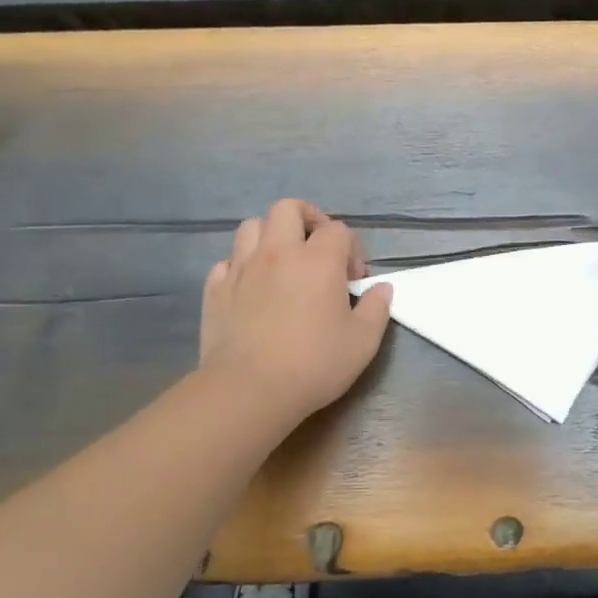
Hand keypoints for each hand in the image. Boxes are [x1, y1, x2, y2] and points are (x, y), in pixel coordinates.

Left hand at [199, 200, 392, 419]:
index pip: (338, 229)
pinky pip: (227, 261)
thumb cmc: (314, 364)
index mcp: (318, 260)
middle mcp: (278, 252)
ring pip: (252, 227)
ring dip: (270, 236)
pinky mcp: (215, 289)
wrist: (249, 389)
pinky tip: (252, 288)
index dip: (351, 249)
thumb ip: (376, 309)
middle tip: (317, 250)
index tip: (353, 281)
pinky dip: (241, 266)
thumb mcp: (362, 342)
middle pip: (288, 209)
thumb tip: (382, 288)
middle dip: (307, 220)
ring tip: (282, 264)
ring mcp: (242, 267)